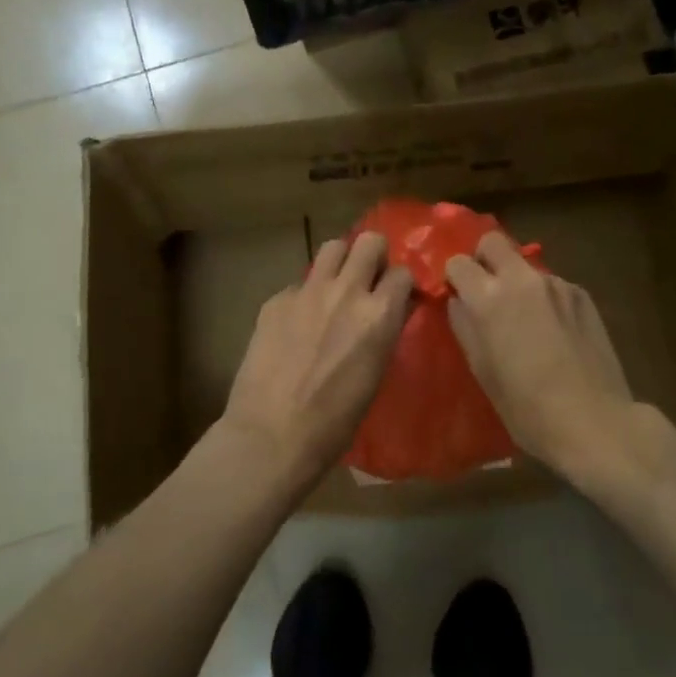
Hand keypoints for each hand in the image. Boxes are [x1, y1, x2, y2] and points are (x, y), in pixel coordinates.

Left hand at [223, 232, 413, 483]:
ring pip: (331, 248)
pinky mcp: (276, 300)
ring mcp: (307, 291)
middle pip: (368, 242)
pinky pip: (298, 284)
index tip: (396, 296)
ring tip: (335, 287)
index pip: (402, 273)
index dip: (400, 284)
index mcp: (379, 314)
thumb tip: (390, 310)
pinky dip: (304, 296)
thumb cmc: (335, 421)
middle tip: (367, 279)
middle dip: (373, 256)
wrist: (273, 434)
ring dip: (340, 262)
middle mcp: (346, 291)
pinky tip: (297, 324)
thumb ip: (384, 331)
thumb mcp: (376, 373)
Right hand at [445, 232, 634, 480]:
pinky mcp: (582, 295)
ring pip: (525, 265)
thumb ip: (464, 326)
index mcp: (489, 298)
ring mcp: (557, 284)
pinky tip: (553, 332)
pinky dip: (543, 298)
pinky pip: (552, 285)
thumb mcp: (481, 370)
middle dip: (483, 259)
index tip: (457, 297)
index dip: (454, 278)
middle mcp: (522, 279)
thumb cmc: (526, 406)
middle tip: (485, 291)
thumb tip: (459, 301)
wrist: (593, 420)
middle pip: (493, 241)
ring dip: (516, 281)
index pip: (458, 262)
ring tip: (525, 320)